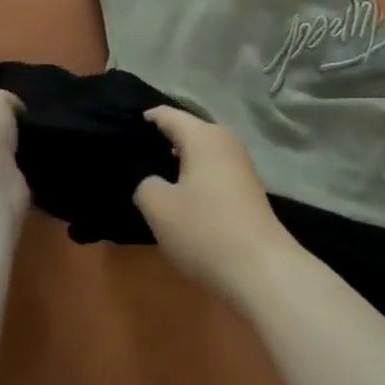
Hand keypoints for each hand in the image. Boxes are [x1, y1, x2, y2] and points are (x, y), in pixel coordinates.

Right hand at [134, 108, 299, 303]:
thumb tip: (153, 181)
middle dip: (163, 139)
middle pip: (188, 131)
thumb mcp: (158, 208)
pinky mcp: (248, 189)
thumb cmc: (204, 230)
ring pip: (202, 152)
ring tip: (154, 175)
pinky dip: (196, 176)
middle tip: (134, 154)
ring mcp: (241, 165)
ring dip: (180, 160)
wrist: (261, 269)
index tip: (123, 127)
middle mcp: (225, 142)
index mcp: (203, 136)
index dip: (146, 118)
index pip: (168, 115)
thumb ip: (145, 185)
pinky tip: (183, 196)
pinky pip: (213, 170)